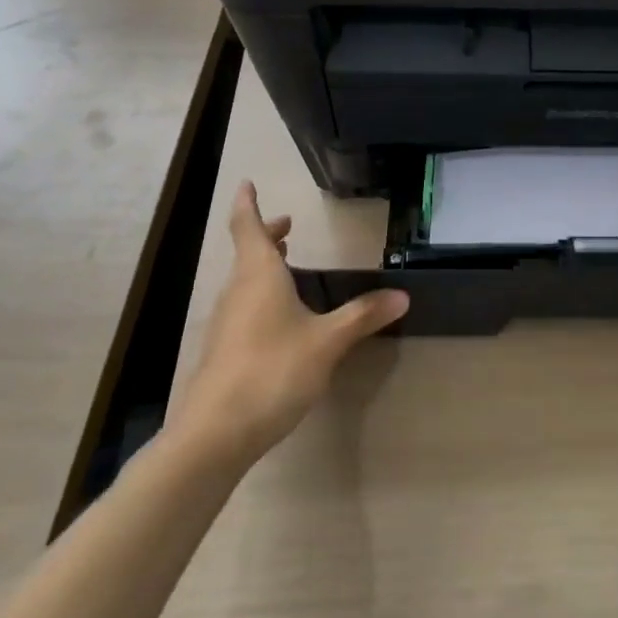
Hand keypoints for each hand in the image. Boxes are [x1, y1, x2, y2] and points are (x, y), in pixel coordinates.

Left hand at [165, 182, 408, 467]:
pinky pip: (243, 307)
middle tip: (288, 226)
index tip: (247, 183)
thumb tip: (403, 295)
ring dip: (264, 266)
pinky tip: (280, 318)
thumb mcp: (327, 342)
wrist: (215, 434)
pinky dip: (261, 295)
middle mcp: (238, 292)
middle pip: (248, 253)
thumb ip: (363, 316)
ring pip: (244, 281)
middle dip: (267, 235)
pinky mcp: (223, 351)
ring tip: (287, 264)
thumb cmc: (273, 371)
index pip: (248, 227)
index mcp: (259, 276)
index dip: (249, 204)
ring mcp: (226, 323)